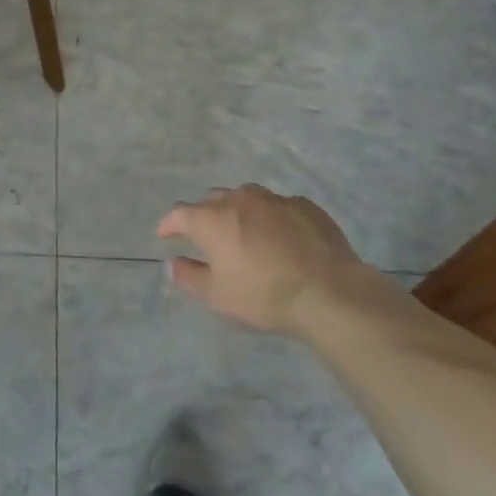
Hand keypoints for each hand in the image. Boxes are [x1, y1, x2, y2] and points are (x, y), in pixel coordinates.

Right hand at [157, 184, 366, 335]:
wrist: (330, 292)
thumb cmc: (264, 295)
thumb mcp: (218, 297)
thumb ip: (189, 277)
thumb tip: (173, 264)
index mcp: (211, 219)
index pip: (179, 214)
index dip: (169, 224)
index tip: (165, 235)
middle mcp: (238, 200)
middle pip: (212, 200)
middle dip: (204, 215)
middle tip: (208, 237)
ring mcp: (274, 199)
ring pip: (246, 198)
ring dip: (239, 212)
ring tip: (246, 233)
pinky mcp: (305, 206)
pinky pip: (279, 206)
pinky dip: (272, 218)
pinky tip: (282, 238)